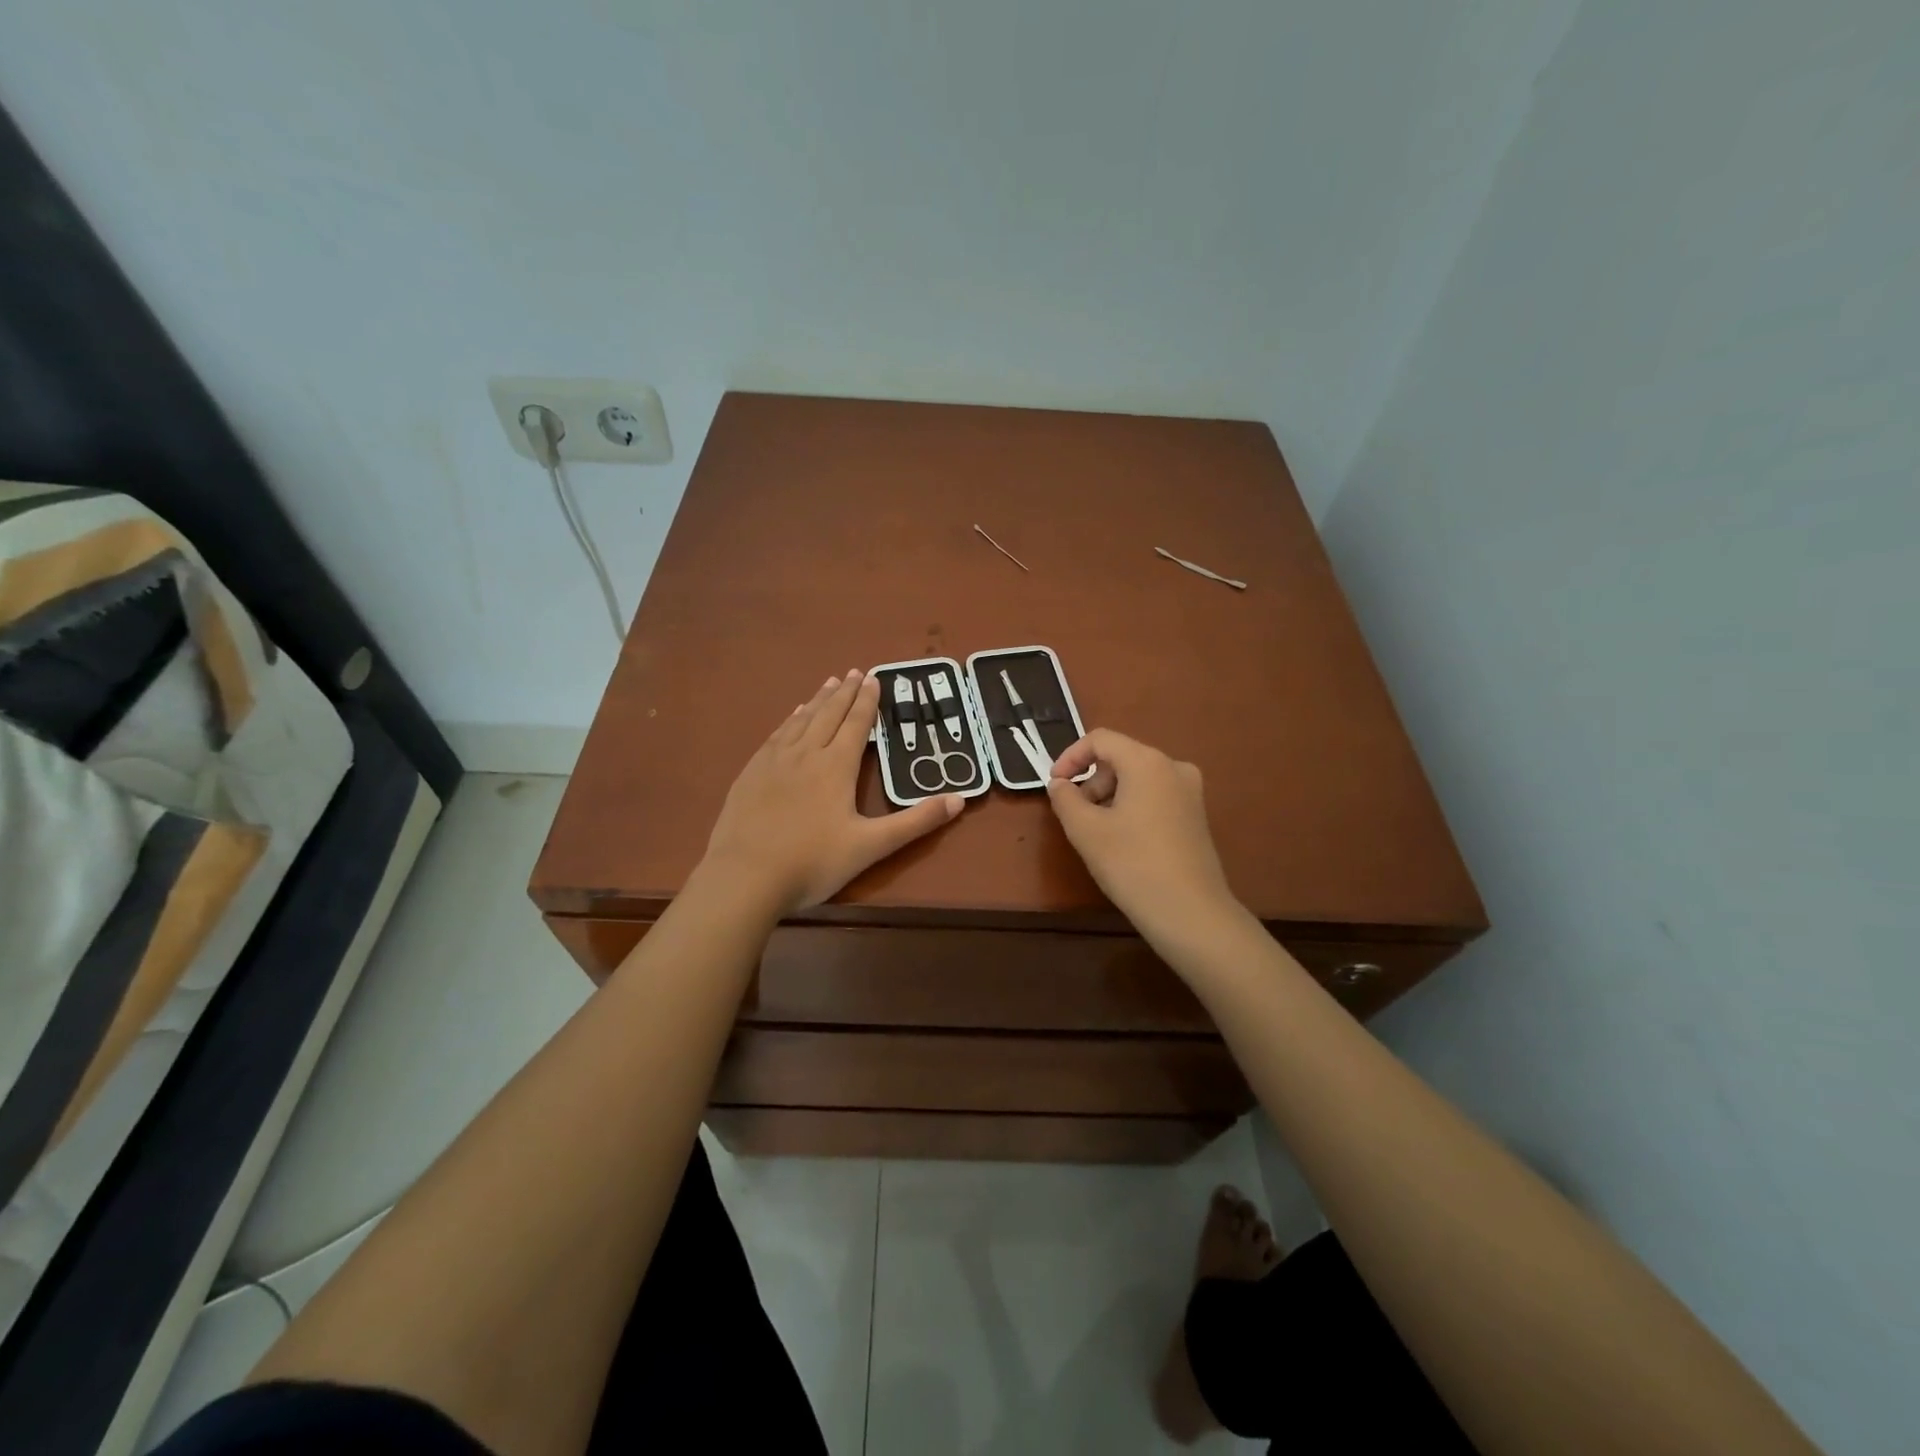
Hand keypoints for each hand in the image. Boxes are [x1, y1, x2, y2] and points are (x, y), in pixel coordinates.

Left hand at [703, 670, 963, 912]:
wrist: (745, 877)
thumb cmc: (813, 862)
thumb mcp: (872, 846)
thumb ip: (916, 821)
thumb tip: (960, 799)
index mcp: (836, 766)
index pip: (857, 724)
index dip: (867, 701)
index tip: (874, 678)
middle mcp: (806, 753)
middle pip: (829, 714)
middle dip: (845, 693)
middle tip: (854, 671)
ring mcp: (774, 761)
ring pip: (801, 720)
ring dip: (818, 700)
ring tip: (829, 683)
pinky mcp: (751, 773)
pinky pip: (776, 735)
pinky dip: (790, 719)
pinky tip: (792, 717)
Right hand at [1046, 729, 1238, 942]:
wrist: (1190, 912)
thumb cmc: (1132, 864)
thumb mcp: (1085, 830)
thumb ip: (1065, 798)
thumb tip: (1060, 784)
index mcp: (1147, 762)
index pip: (1100, 739)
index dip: (1070, 757)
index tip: (1054, 784)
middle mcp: (1173, 767)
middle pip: (1121, 757)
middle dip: (1091, 780)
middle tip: (1074, 814)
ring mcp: (1190, 792)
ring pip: (1138, 778)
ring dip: (1109, 795)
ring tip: (1096, 831)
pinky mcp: (1196, 815)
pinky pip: (1155, 796)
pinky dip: (1131, 806)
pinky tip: (1122, 840)